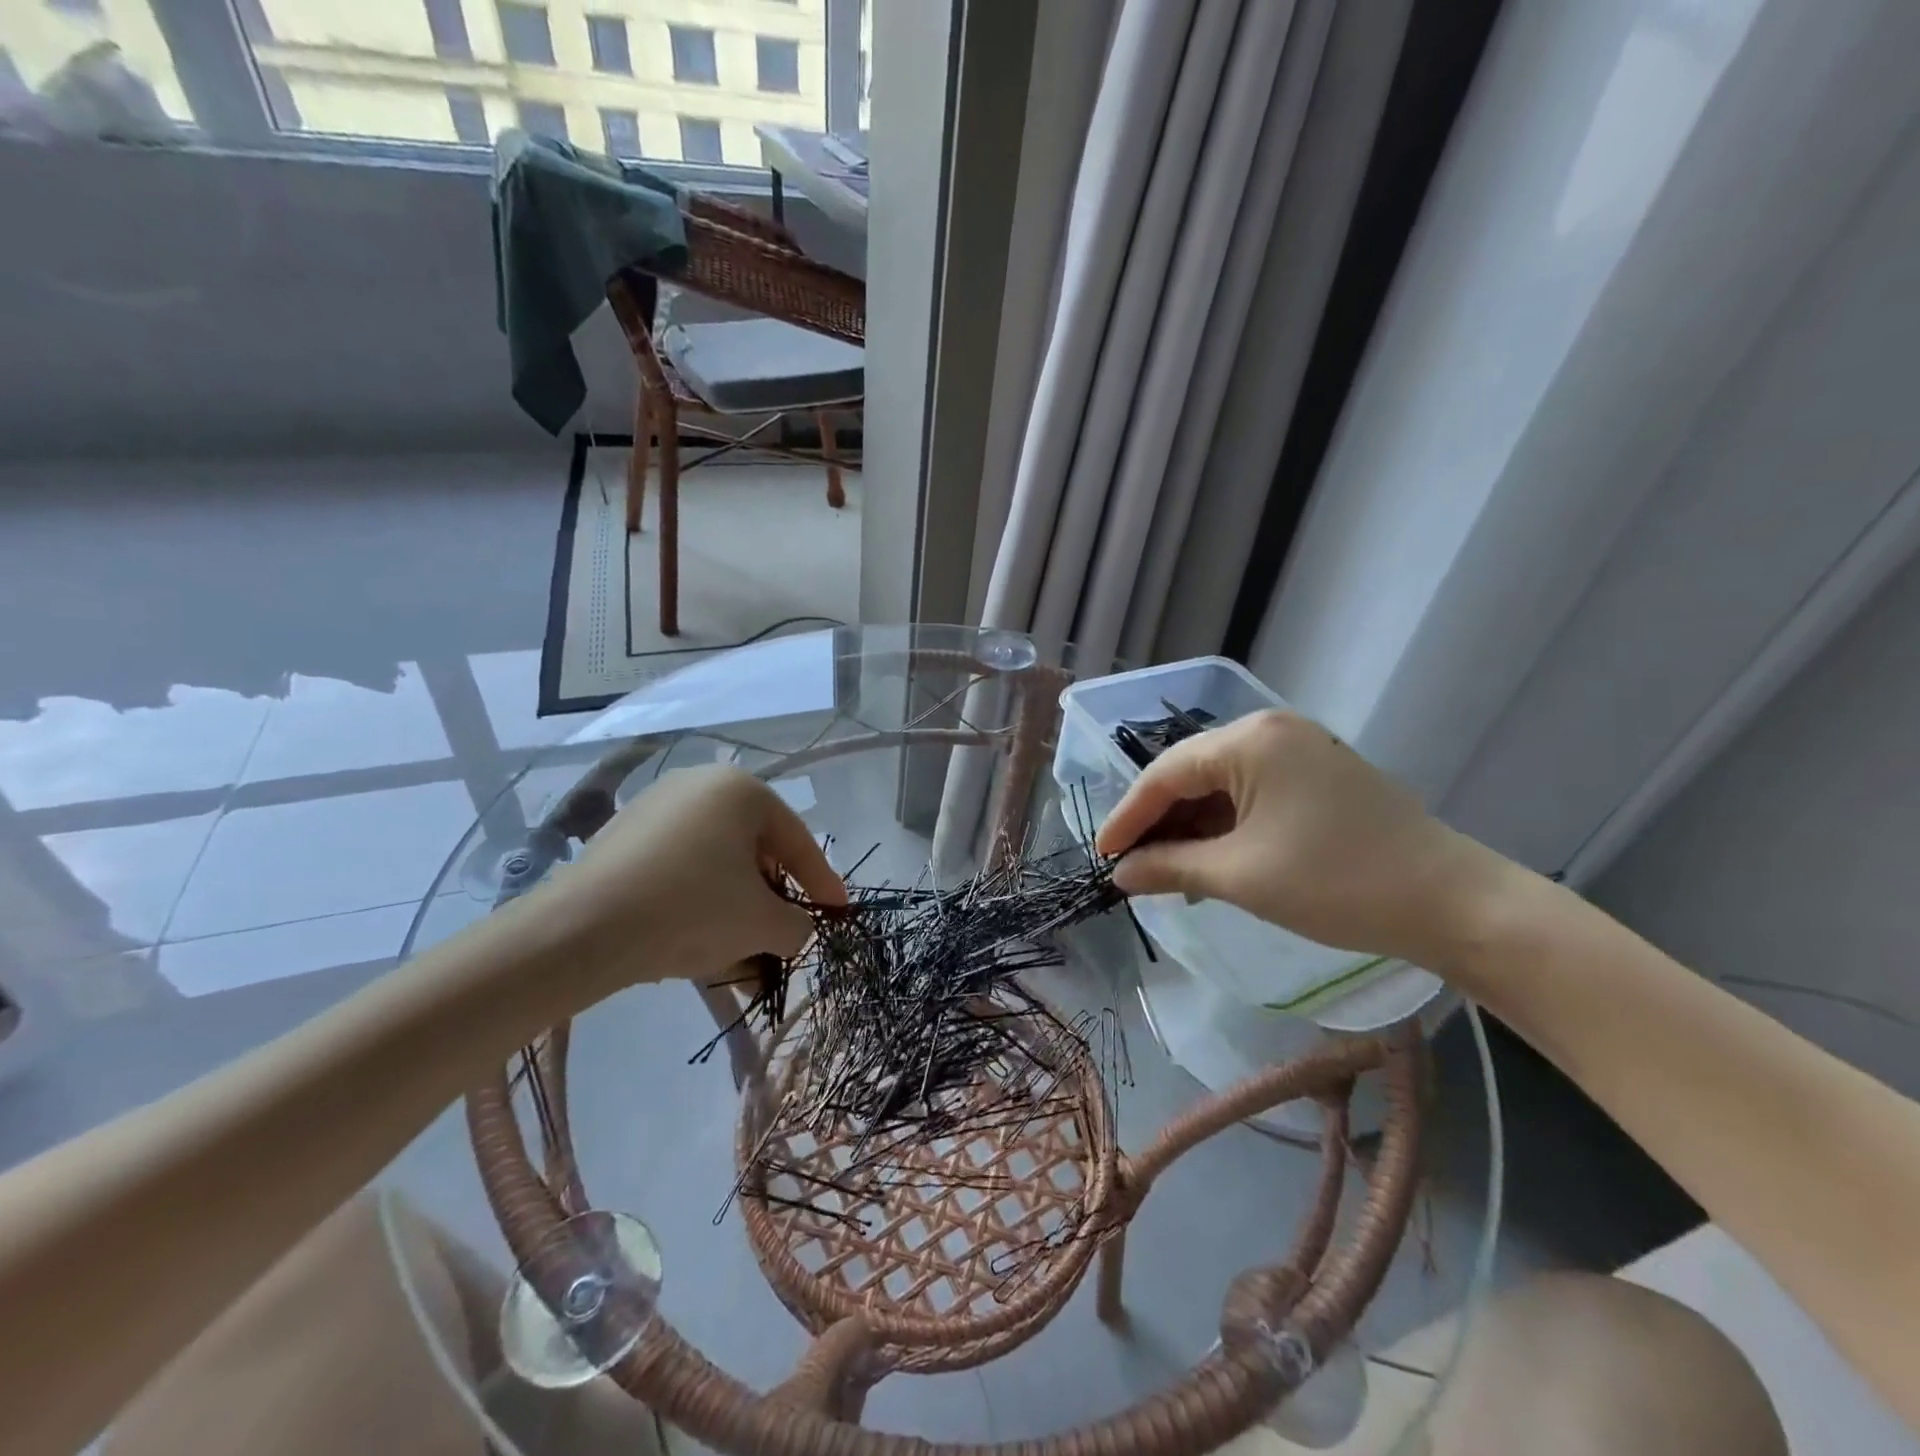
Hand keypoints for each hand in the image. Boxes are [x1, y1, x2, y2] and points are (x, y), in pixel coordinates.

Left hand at [530, 765, 845, 991]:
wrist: (582, 930)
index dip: (822, 883)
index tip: (839, 913)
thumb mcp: (763, 923)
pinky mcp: (620, 838)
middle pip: (755, 852)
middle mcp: (700, 786)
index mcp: (742, 790)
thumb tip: (794, 928)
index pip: (797, 841)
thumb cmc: (692, 909)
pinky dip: (697, 905)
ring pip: (715, 866)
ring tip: (742, 959)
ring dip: (735, 911)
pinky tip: (699, 947)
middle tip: (784, 937)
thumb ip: (798, 924)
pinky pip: (678, 871)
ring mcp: (655, 809)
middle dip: (772, 901)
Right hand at [1094, 710, 1506, 969]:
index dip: (1128, 816)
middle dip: (1159, 823)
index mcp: (1250, 740)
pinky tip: (1210, 862)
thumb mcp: (1240, 876)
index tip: (1102, 856)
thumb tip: (1120, 874)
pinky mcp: (1318, 775)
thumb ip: (1169, 867)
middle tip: (1132, 867)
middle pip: (1192, 775)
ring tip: (1168, 873)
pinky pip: (1252, 795)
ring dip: (1192, 829)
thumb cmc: (1336, 883)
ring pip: (1221, 786)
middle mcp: (1270, 731)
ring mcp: (1298, 750)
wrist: (1452, 903)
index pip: (1166, 774)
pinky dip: (1226, 828)